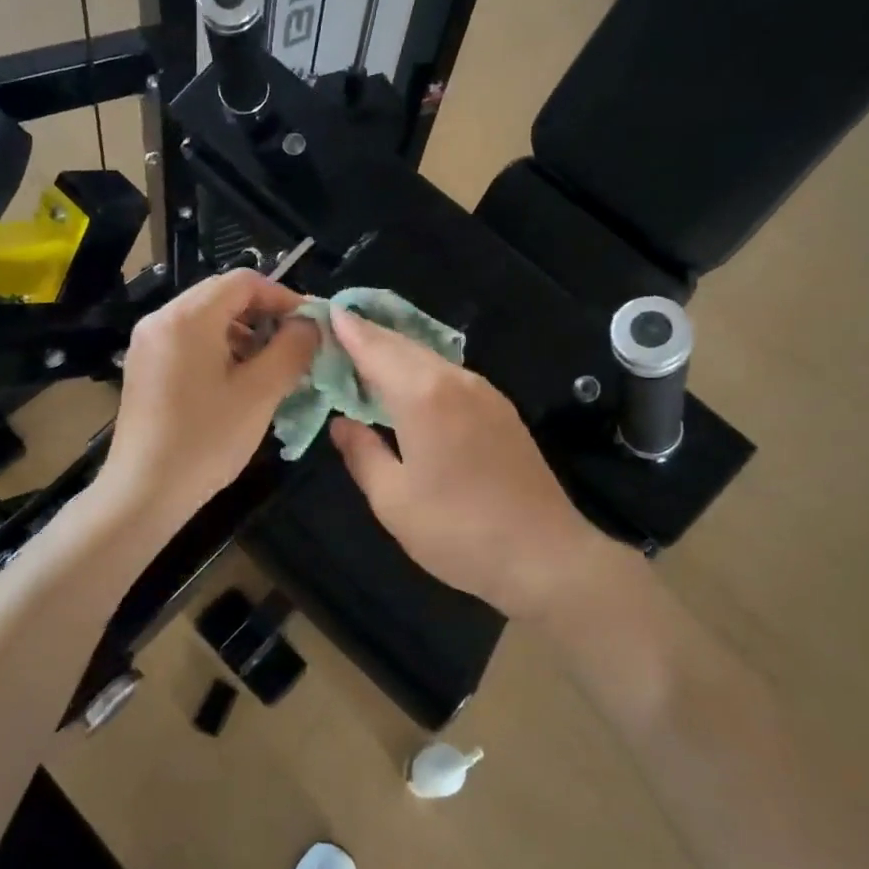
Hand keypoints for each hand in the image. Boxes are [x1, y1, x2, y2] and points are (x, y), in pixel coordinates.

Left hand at [101, 269, 318, 525]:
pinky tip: (236, 381)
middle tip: (293, 346)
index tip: (309, 326)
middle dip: (264, 314)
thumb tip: (310, 324)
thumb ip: (292, 349)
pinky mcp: (143, 366)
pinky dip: (219, 348)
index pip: (244, 281)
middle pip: (222, 295)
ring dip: (243, 332)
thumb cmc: (206, 440)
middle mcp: (161, 319)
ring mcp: (147, 343)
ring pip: (206, 318)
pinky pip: (188, 339)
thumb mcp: (260, 393)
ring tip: (269, 366)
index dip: (283, 296)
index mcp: (187, 317)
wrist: (143, 493)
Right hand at [327, 310, 617, 622]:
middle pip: (403, 345)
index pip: (374, 347)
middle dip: (368, 336)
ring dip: (395, 353)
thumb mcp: (393, 500)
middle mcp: (455, 379)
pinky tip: (408, 388)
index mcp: (422, 394)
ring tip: (363, 359)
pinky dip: (420, 371)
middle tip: (334, 334)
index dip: (347, 329)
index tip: (324, 312)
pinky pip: (449, 375)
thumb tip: (342, 423)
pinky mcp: (501, 409)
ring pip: (429, 358)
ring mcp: (484, 392)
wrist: (545, 556)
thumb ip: (362, 453)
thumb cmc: (458, 531)